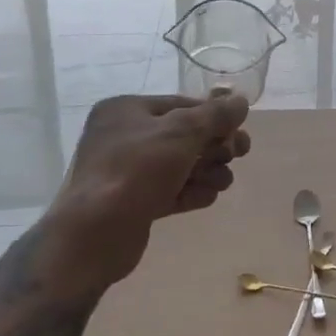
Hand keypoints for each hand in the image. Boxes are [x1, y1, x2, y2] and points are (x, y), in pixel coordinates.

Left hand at [46, 93, 250, 290]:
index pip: (180, 105)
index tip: (240, 130)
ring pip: (178, 164)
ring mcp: (126, 171)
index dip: (214, 115)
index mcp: (126, 110)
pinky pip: (169, 189)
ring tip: (223, 182)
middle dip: (213, 145)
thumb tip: (240, 101)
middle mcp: (123, 136)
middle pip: (182, 135)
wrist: (95, 235)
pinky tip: (209, 197)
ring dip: (206, 170)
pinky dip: (190, 191)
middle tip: (239, 155)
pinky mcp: (132, 202)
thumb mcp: (182, 133)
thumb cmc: (137, 171)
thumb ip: (215, 115)